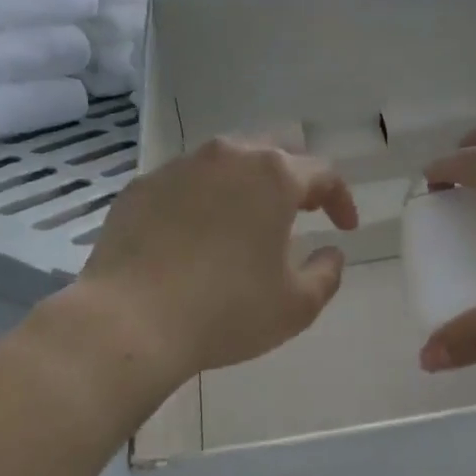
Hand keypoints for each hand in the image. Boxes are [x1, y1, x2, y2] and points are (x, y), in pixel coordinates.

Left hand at [73, 137, 358, 386]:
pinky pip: (185, 183)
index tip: (345, 227)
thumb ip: (327, 273)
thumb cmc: (226, 311)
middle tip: (301, 211)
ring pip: (226, 163)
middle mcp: (228, 156)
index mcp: (273, 175)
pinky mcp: (141, 186)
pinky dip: (202, 199)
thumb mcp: (296, 305)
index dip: (340, 199)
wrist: (129, 321)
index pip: (323, 172)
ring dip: (246, 185)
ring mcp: (179, 167)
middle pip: (273, 154)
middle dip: (294, 180)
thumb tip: (331, 252)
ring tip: (247, 220)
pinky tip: (196, 234)